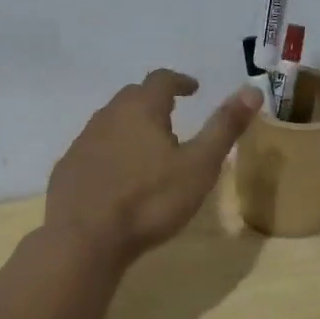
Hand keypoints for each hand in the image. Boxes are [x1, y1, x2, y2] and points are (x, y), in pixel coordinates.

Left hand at [46, 71, 262, 265]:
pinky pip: (93, 150)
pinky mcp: (66, 169)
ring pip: (110, 123)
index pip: (161, 80)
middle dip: (153, 101)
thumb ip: (224, 127)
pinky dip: (109, 152)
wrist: (84, 238)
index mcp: (141, 109)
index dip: (179, 81)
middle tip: (171, 115)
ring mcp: (82, 142)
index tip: (193, 89)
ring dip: (130, 126)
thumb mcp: (199, 166)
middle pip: (132, 97)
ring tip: (147, 146)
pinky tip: (117, 175)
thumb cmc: (149, 200)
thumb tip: (252, 90)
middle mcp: (107, 117)